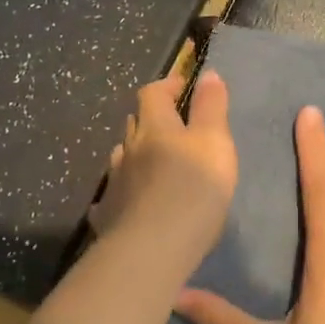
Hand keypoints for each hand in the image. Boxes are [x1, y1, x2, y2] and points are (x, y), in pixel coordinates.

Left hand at [88, 70, 237, 263]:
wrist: (153, 249)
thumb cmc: (194, 190)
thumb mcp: (216, 144)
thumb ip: (212, 108)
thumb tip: (208, 74)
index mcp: (155, 127)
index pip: (153, 93)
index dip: (167, 85)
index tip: (182, 85)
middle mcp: (129, 149)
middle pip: (135, 124)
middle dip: (152, 119)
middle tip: (172, 126)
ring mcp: (114, 183)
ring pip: (122, 158)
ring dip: (136, 154)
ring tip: (153, 163)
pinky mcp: (108, 215)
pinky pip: (112, 196)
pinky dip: (122, 191)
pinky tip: (128, 202)